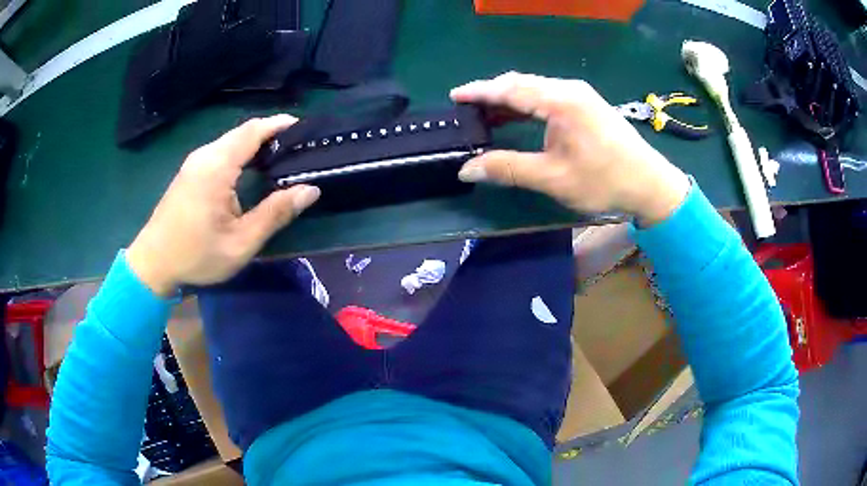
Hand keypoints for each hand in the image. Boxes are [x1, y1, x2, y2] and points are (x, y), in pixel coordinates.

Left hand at [127, 115, 319, 295]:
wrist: (152, 262)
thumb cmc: (196, 255)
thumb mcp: (241, 242)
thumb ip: (275, 214)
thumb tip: (310, 190)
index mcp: (217, 167)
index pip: (253, 131)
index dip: (279, 124)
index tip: (303, 127)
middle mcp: (204, 156)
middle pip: (242, 132)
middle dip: (270, 133)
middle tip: (296, 147)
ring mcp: (194, 162)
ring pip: (230, 141)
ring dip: (255, 143)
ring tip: (279, 157)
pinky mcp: (189, 172)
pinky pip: (220, 151)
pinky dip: (240, 153)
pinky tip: (250, 170)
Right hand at [451, 72, 689, 225]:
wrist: (650, 184)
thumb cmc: (604, 181)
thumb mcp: (553, 178)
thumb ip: (508, 168)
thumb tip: (467, 169)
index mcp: (560, 101)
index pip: (510, 88)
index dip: (480, 91)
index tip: (455, 96)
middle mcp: (569, 89)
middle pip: (521, 83)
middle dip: (492, 94)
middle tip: (468, 110)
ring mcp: (580, 94)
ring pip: (535, 88)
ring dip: (510, 99)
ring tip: (486, 115)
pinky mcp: (587, 104)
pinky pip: (549, 96)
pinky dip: (528, 104)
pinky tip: (517, 117)